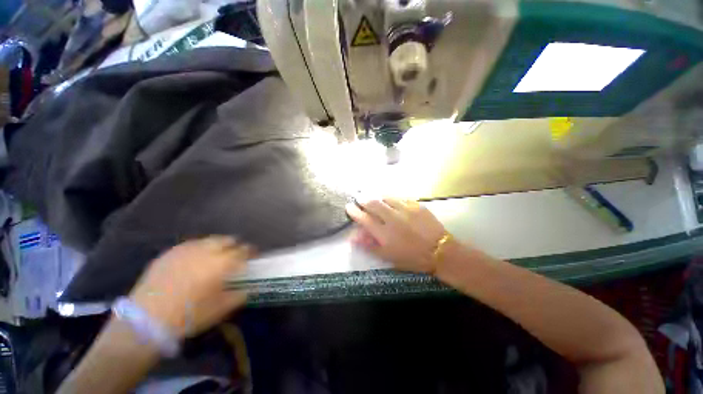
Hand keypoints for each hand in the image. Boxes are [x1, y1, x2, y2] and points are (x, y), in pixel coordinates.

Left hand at [129, 236, 252, 339]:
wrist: (146, 320)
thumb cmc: (188, 316)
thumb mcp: (219, 310)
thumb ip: (238, 296)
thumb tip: (247, 289)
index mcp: (221, 264)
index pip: (243, 251)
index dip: (250, 252)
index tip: (253, 255)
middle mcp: (207, 251)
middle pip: (227, 240)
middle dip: (234, 246)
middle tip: (235, 255)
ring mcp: (186, 250)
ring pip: (210, 240)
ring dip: (218, 245)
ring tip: (216, 254)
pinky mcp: (170, 253)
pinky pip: (191, 244)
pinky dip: (199, 248)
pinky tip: (195, 258)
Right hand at [346, 198, 446, 272]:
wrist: (440, 251)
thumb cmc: (412, 258)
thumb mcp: (388, 257)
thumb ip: (370, 246)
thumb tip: (354, 237)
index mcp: (384, 233)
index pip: (364, 219)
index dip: (354, 212)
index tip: (349, 206)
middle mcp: (392, 218)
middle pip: (373, 204)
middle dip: (363, 200)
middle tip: (360, 198)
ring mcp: (405, 209)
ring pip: (385, 197)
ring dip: (377, 197)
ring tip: (374, 198)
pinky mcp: (416, 205)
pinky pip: (400, 197)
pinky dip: (392, 198)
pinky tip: (391, 200)